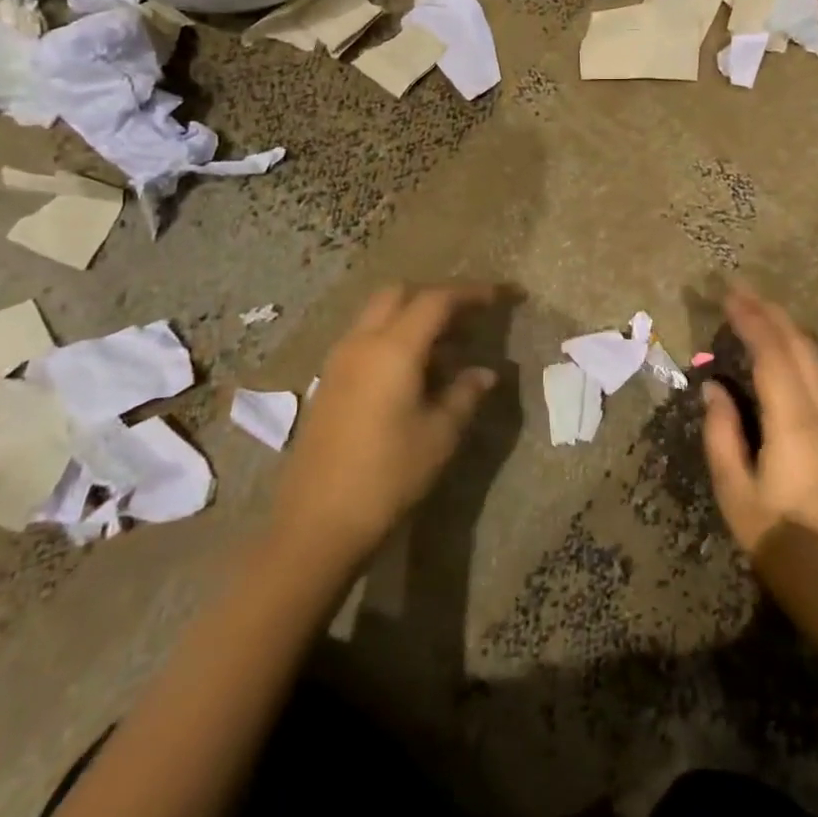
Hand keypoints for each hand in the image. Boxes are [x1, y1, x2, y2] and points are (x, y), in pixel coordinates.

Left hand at [270, 282, 499, 568]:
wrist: (316, 523)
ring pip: (378, 315)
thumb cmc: (387, 476)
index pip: (436, 300)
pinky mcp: (328, 382)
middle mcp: (361, 343)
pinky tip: (415, 372)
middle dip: (437, 296)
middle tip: (469, 319)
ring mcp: (339, 361)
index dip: (472, 293)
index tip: (501, 296)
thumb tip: (485, 373)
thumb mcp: (439, 435)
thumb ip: (465, 394)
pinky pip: (365, 339)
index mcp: (393, 349)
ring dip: (413, 317)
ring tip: (448, 348)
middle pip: (399, 294)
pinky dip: (394, 338)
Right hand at [701, 284, 817, 560]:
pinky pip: (817, 376)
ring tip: (755, 309)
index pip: (772, 353)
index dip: (750, 319)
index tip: (727, 293)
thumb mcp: (735, 491)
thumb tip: (714, 388)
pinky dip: (794, 350)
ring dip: (784, 328)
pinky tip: (778, 350)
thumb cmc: (780, 540)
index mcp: (794, 422)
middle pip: (799, 346)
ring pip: (813, 358)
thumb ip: (721, 433)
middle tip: (739, 289)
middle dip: (769, 312)